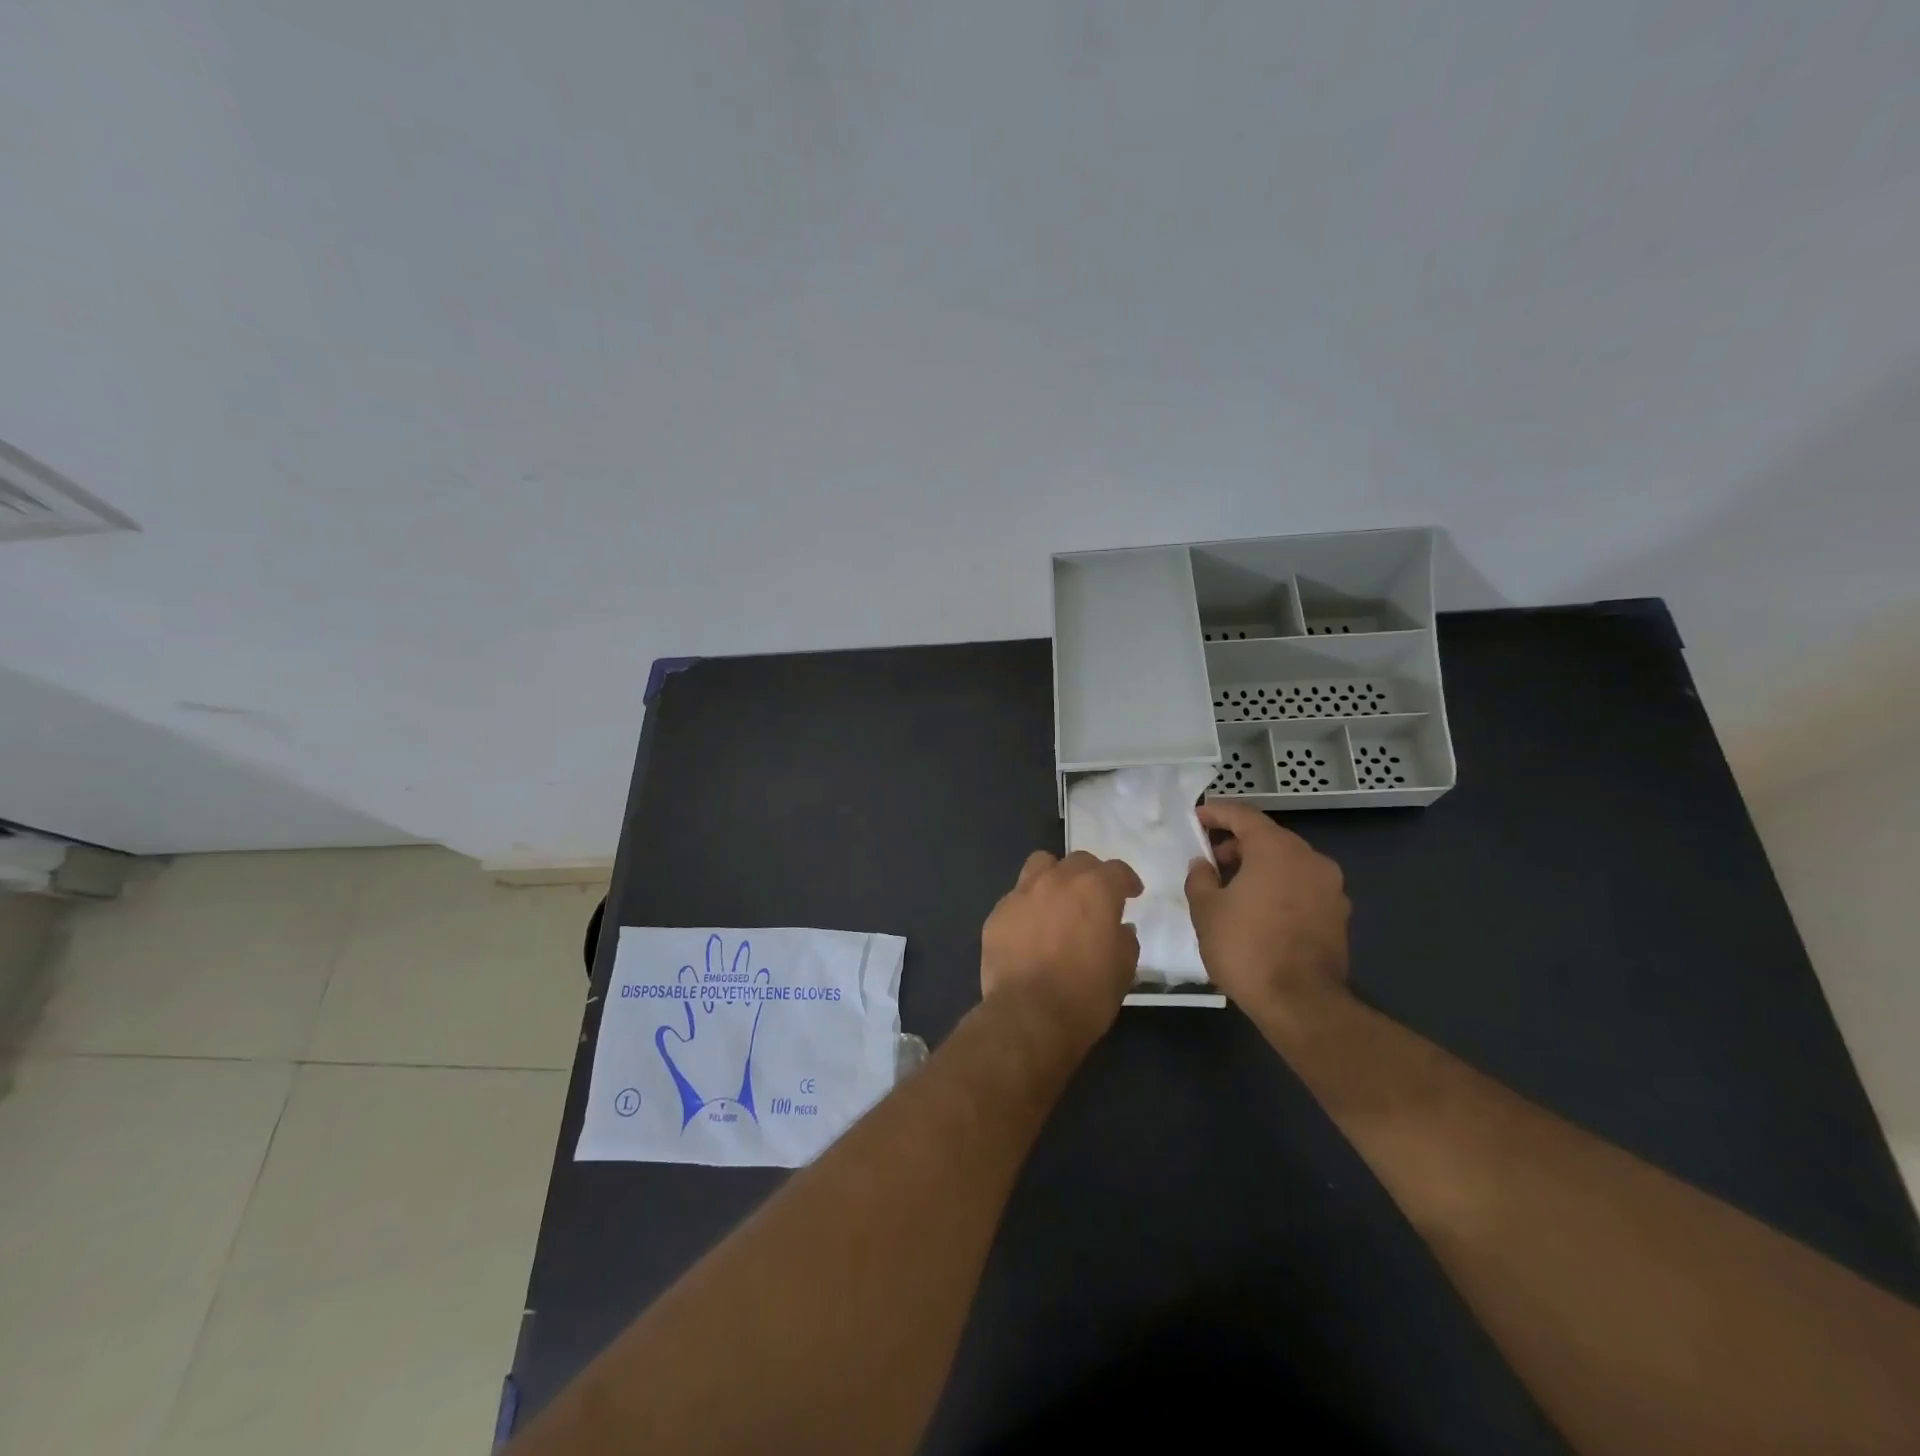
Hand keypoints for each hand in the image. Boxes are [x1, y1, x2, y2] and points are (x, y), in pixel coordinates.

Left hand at [981, 850, 1143, 1051]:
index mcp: (1095, 890)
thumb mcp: (1123, 970)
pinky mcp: (998, 913)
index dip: (1126, 881)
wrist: (1029, 1016)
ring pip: (1041, 865)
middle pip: (1078, 861)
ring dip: (1054, 876)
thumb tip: (1120, 928)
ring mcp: (1023, 893)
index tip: (1131, 893)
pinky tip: (1030, 929)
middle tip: (1095, 898)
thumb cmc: (1085, 995)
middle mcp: (1058, 881)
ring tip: (1058, 899)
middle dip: (1091, 875)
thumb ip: (1124, 940)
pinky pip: (1016, 897)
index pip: (1116, 870)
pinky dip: (1028, 906)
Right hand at [1184, 802, 1350, 1019]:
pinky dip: (1280, 887)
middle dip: (1238, 844)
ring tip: (1233, 888)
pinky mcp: (1339, 914)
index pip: (1244, 816)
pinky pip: (1303, 887)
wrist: (1300, 1003)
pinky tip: (1260, 910)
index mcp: (1276, 849)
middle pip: (1269, 838)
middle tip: (1211, 861)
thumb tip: (1203, 864)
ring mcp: (1331, 887)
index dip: (1217, 813)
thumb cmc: (1245, 948)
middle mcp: (1310, 858)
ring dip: (1260, 867)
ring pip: (1288, 863)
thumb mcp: (1206, 910)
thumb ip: (1200, 878)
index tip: (1197, 818)